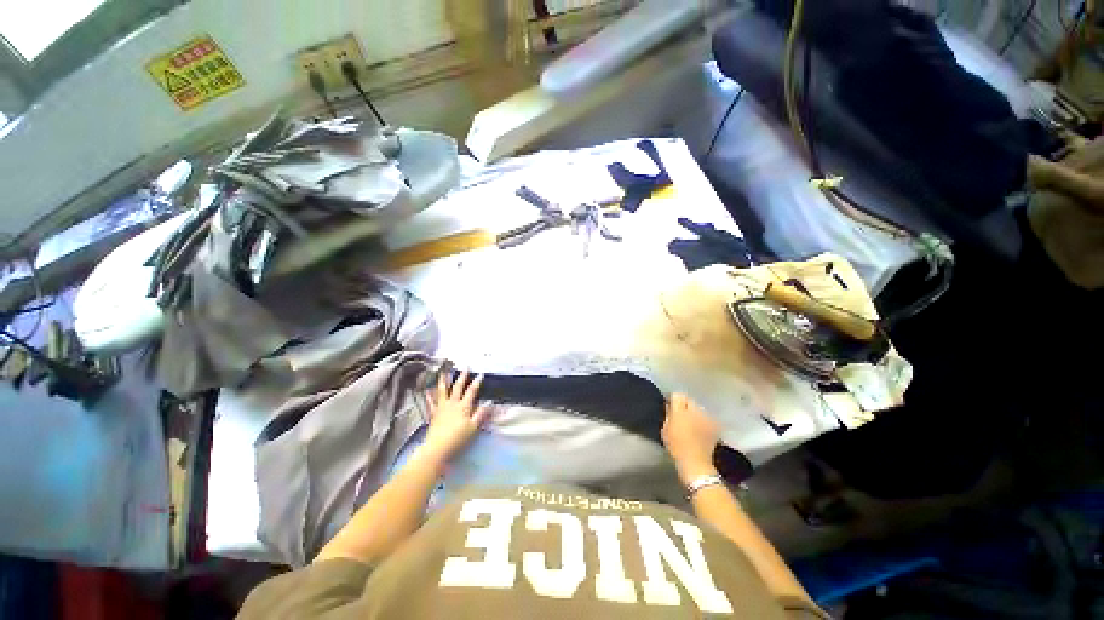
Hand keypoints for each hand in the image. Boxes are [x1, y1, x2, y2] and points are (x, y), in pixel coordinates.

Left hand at [421, 370, 490, 464]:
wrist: (437, 448)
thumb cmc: (458, 438)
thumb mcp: (473, 427)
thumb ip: (481, 414)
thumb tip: (490, 402)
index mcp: (463, 406)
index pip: (472, 391)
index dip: (477, 382)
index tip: (481, 374)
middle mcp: (452, 404)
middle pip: (458, 387)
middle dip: (462, 377)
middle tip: (465, 367)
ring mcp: (441, 408)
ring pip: (443, 391)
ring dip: (444, 381)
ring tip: (443, 372)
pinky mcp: (433, 414)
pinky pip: (431, 403)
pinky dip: (429, 396)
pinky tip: (427, 390)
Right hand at [662, 393, 719, 480]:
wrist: (695, 463)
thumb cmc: (676, 447)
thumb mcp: (665, 430)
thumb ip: (668, 415)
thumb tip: (670, 406)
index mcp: (680, 410)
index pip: (677, 395)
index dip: (673, 400)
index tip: (671, 406)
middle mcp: (695, 410)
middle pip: (689, 400)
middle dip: (685, 405)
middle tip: (681, 415)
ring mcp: (707, 417)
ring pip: (699, 409)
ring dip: (696, 413)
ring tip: (693, 423)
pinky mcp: (715, 425)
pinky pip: (708, 418)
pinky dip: (704, 421)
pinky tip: (702, 429)